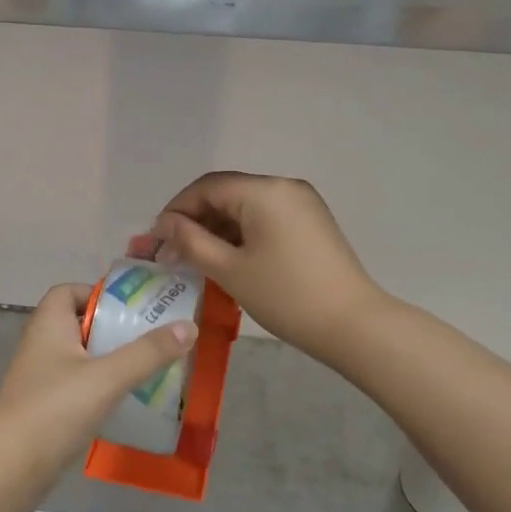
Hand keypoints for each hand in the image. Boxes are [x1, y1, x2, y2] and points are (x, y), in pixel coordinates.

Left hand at [0, 284, 196, 463]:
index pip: (69, 291)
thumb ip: (148, 352)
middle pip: (80, 324)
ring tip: (148, 369)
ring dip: (110, 361)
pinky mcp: (45, 408)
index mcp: (49, 324)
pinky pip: (78, 387)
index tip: (132, 309)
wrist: (10, 466)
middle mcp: (41, 344)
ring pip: (81, 358)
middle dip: (114, 330)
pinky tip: (126, 402)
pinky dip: (100, 389)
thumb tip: (189, 326)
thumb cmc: (55, 408)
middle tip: (152, 339)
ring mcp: (41, 378)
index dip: (98, 294)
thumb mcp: (108, 376)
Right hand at [149, 172, 385, 368]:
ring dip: (217, 228)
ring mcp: (302, 203)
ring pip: (245, 206)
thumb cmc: (285, 296)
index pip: (206, 187)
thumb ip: (190, 241)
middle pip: (226, 193)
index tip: (157, 239)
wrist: (353, 325)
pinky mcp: (311, 222)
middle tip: (172, 253)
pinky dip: (241, 233)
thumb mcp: (229, 270)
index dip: (176, 209)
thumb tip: (164, 224)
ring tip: (196, 259)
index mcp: (264, 191)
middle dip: (195, 220)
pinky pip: (265, 217)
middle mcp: (284, 186)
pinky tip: (228, 258)